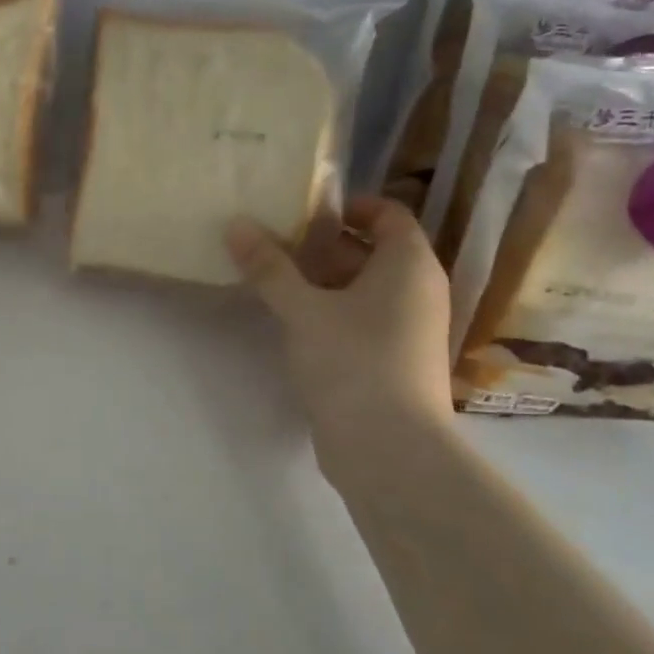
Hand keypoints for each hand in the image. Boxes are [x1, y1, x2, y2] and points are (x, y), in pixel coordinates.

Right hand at [227, 197, 453, 474]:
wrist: (388, 447)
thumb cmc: (352, 361)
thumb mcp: (302, 309)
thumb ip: (268, 267)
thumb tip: (236, 223)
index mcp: (409, 265)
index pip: (387, 213)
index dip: (346, 206)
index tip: (299, 211)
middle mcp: (418, 290)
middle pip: (371, 250)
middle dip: (322, 244)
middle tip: (272, 245)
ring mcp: (409, 328)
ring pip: (364, 288)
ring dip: (321, 280)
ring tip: (272, 280)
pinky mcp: (393, 360)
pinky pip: (362, 319)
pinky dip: (330, 311)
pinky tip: (291, 321)